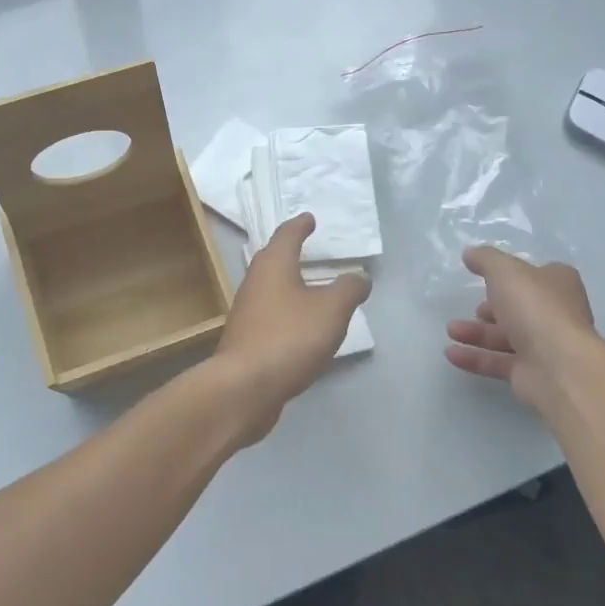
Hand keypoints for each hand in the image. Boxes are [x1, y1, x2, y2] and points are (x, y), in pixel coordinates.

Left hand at [210, 213, 370, 444]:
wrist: (245, 387)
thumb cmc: (289, 337)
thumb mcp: (332, 310)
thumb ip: (349, 289)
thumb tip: (359, 277)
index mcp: (273, 264)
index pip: (287, 234)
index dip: (300, 225)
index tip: (310, 218)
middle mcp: (255, 282)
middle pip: (273, 260)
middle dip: (291, 253)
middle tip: (308, 248)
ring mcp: (246, 312)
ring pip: (271, 289)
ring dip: (289, 285)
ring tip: (311, 289)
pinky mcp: (246, 339)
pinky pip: (271, 316)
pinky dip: (287, 313)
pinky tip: (301, 327)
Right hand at [445, 247, 598, 415]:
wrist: (558, 367)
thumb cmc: (535, 308)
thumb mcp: (505, 270)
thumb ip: (485, 259)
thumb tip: (470, 253)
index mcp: (559, 284)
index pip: (536, 275)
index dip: (512, 276)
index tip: (486, 278)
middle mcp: (556, 314)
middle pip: (520, 308)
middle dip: (492, 309)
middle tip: (473, 309)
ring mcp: (546, 346)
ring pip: (507, 337)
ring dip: (477, 333)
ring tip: (451, 331)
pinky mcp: (532, 373)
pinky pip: (499, 362)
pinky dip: (475, 357)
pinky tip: (451, 354)